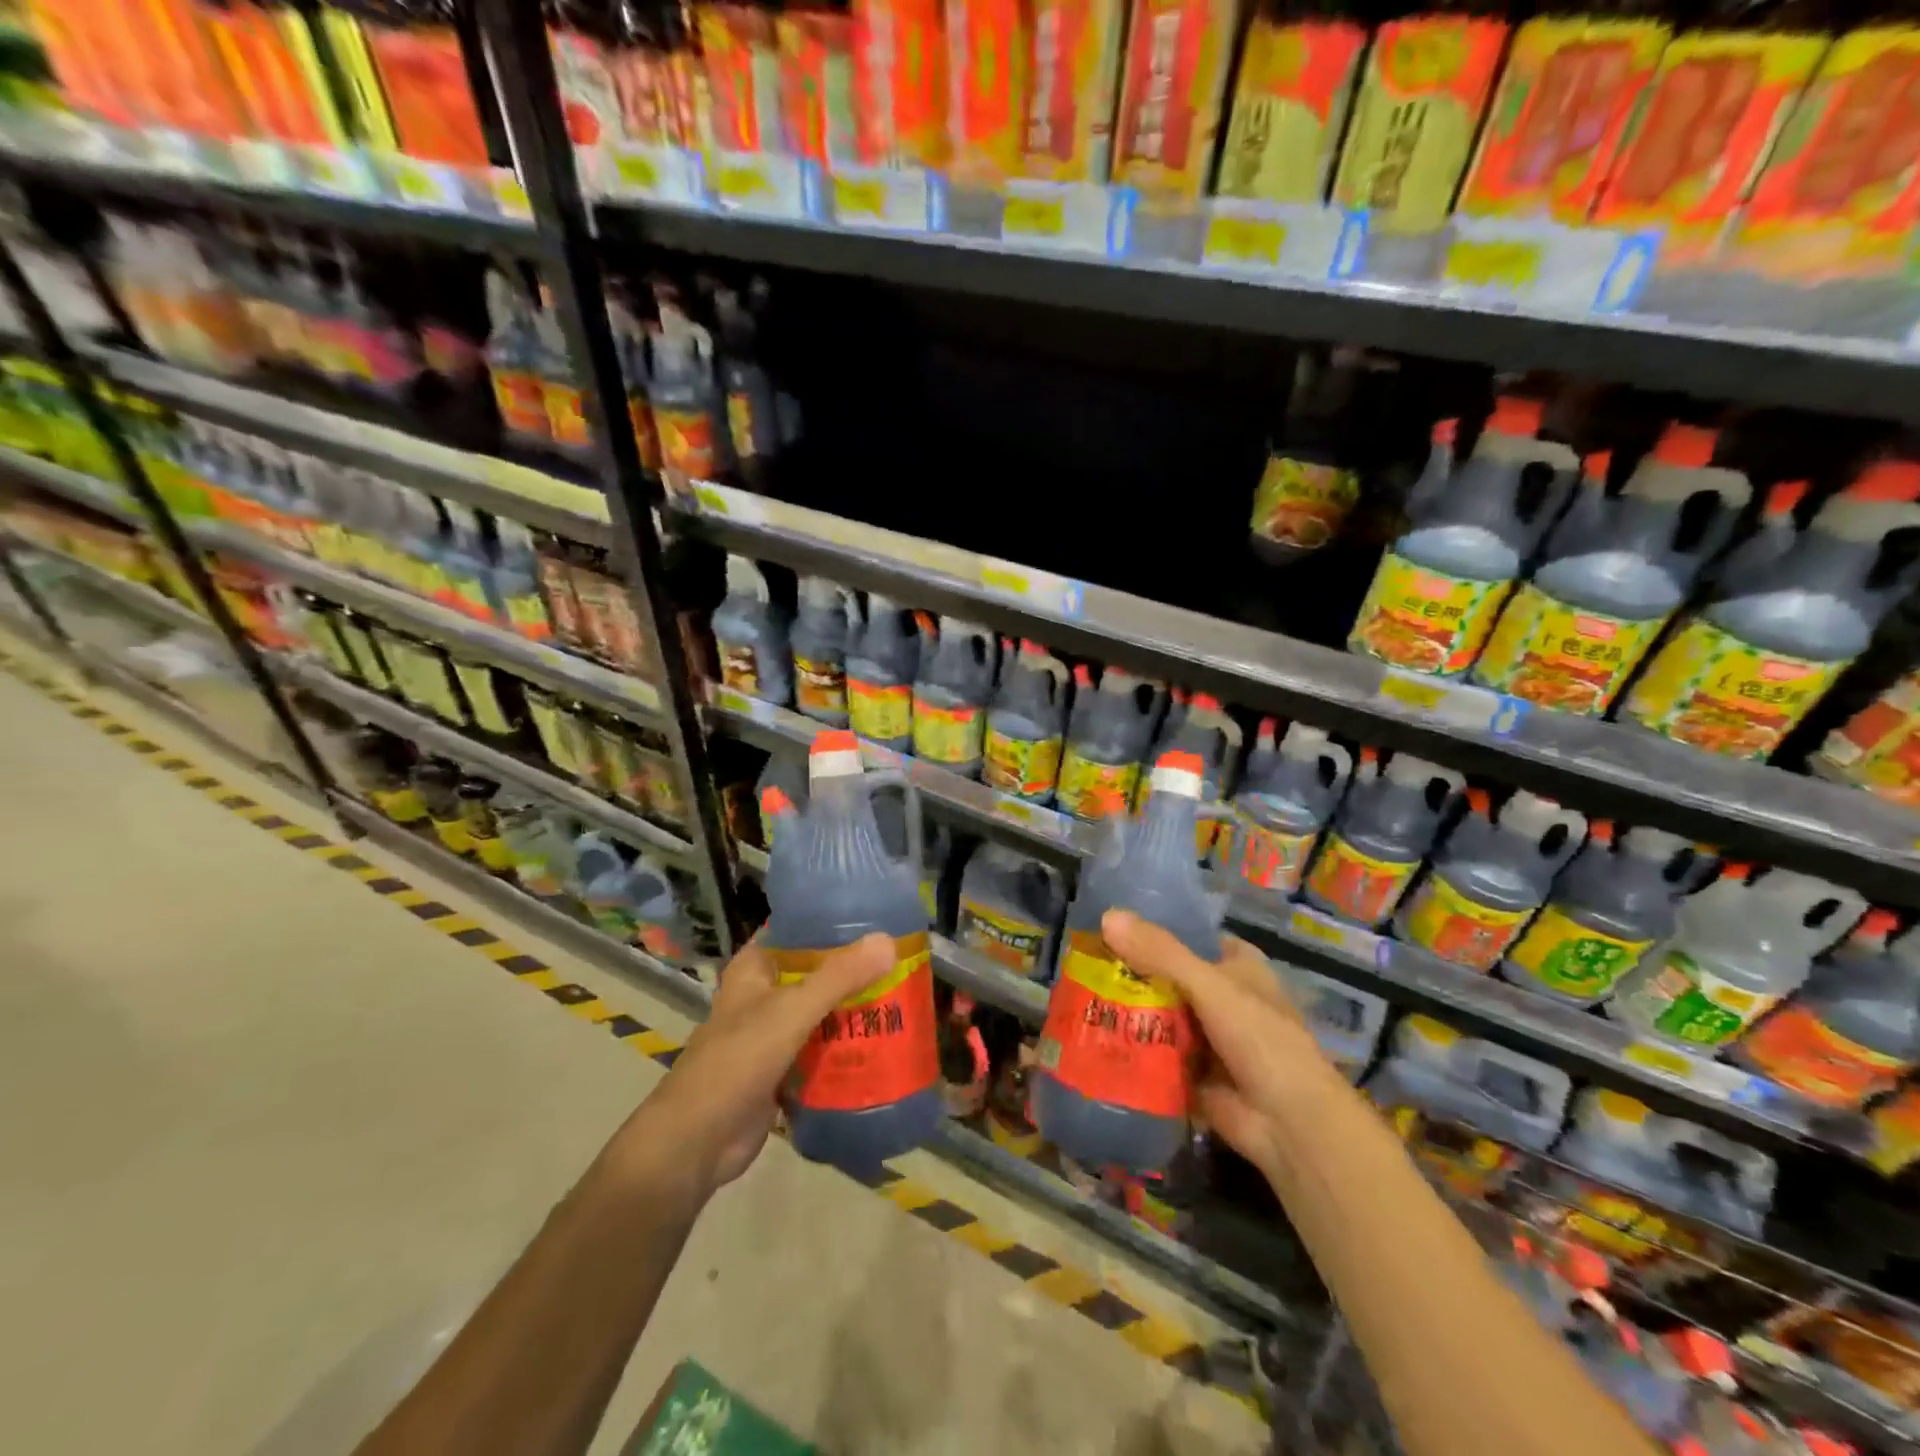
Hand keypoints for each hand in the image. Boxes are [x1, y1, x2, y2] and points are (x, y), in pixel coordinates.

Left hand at [621, 932, 894, 1199]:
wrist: (697, 1141)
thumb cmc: (738, 1060)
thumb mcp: (792, 1010)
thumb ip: (839, 977)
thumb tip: (889, 941)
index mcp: (756, 968)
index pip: (798, 930)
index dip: (835, 921)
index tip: (880, 917)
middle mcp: (764, 994)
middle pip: (816, 972)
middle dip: (855, 970)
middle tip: (904, 960)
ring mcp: (773, 1033)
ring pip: (822, 1011)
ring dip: (854, 1008)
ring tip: (904, 996)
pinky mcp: (782, 1068)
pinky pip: (822, 1048)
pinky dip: (846, 1045)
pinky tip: (884, 1041)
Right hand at [1102, 909, 1342, 1177]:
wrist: (1289, 1125)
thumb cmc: (1261, 1040)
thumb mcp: (1210, 986)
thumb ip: (1160, 953)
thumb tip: (1107, 916)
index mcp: (1236, 966)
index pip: (1189, 936)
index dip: (1152, 930)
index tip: (1107, 926)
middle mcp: (1221, 996)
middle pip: (1166, 976)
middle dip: (1129, 973)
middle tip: (1080, 963)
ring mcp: (1206, 1037)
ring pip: (1158, 1015)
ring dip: (1126, 1011)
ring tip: (1074, 996)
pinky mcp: (1191, 1072)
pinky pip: (1154, 1053)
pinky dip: (1130, 1048)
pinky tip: (1091, 1038)